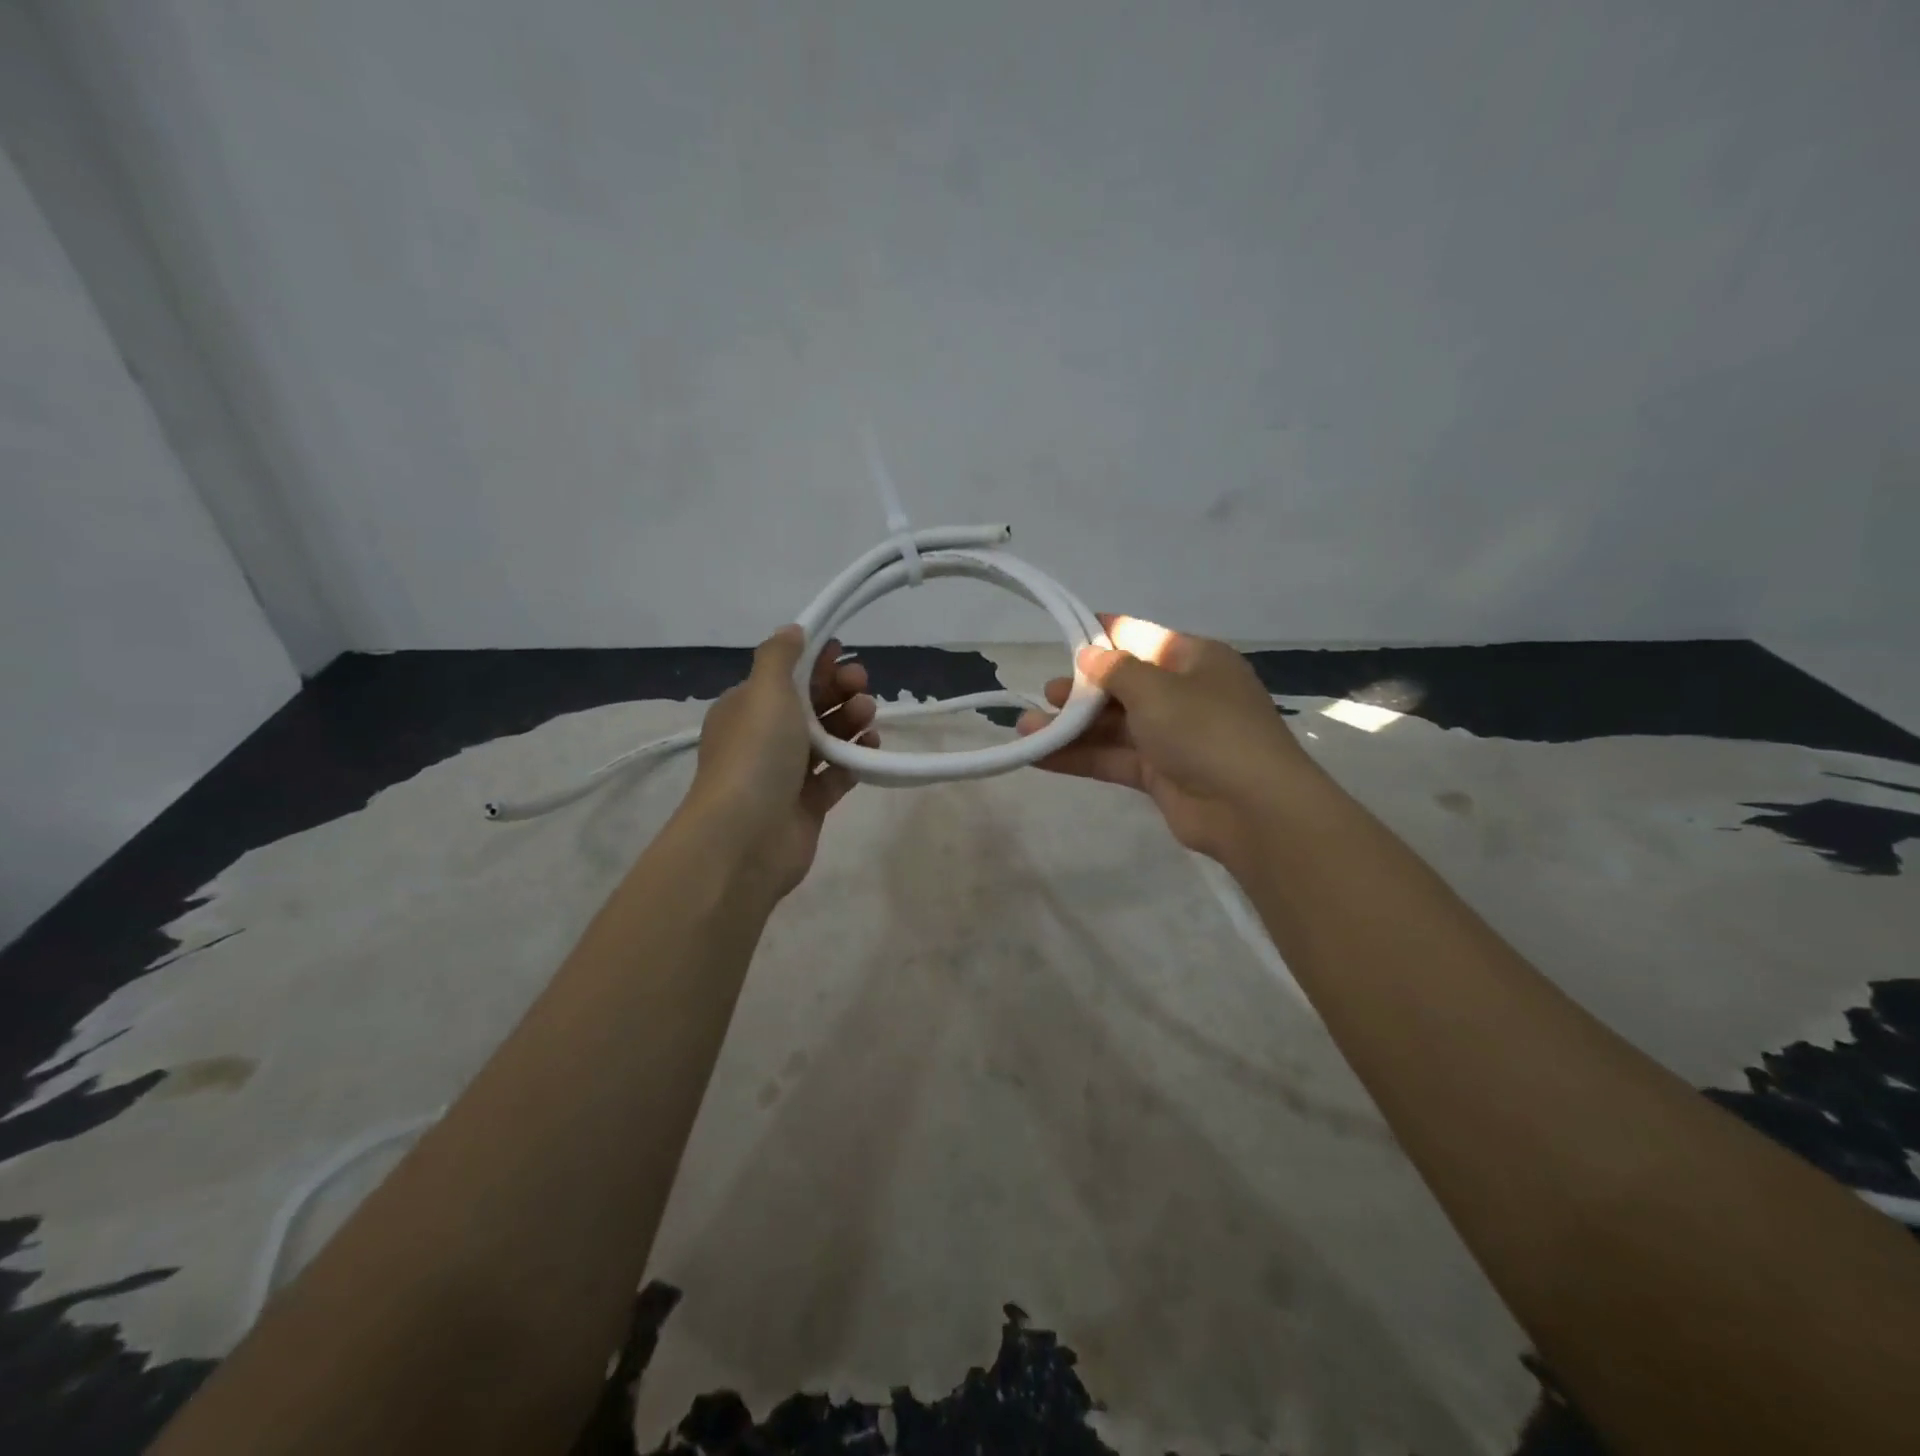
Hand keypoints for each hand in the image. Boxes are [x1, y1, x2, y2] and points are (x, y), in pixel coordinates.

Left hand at [682, 625, 876, 897]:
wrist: (745, 837)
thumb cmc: (756, 754)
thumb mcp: (764, 691)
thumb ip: (779, 656)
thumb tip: (792, 630)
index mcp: (746, 709)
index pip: (785, 677)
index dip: (814, 662)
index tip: (842, 651)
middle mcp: (764, 739)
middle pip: (809, 706)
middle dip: (837, 690)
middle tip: (862, 685)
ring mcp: (786, 774)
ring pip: (826, 739)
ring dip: (849, 721)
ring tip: (867, 716)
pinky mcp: (808, 804)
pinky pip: (837, 774)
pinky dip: (855, 759)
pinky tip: (871, 748)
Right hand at [1015, 615, 1318, 865]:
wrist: (1250, 808)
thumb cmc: (1205, 728)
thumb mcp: (1157, 688)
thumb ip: (1115, 670)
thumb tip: (1088, 655)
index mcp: (1194, 659)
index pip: (1140, 637)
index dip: (1101, 636)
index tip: (1063, 636)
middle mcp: (1183, 694)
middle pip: (1123, 684)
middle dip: (1082, 689)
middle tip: (1047, 694)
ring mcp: (1171, 737)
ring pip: (1113, 725)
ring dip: (1071, 727)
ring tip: (1025, 727)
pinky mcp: (1159, 774)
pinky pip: (1113, 758)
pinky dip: (1079, 756)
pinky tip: (1039, 756)